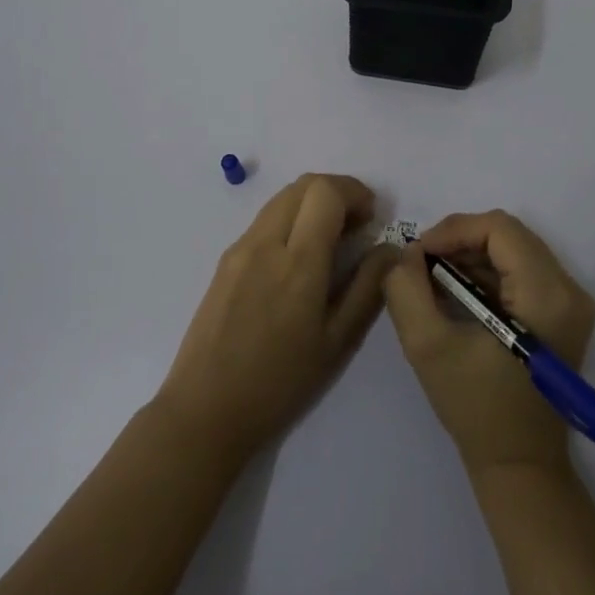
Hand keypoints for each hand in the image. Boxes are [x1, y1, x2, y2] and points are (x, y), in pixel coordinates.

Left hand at [155, 174, 392, 464]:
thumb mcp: (336, 342)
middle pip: (303, 185)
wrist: (205, 410)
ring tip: (330, 240)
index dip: (354, 191)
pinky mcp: (224, 260)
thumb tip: (389, 249)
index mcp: (298, 263)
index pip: (325, 192)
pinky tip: (298, 259)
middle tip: (357, 225)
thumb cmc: (279, 383)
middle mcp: (265, 243)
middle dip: (336, 192)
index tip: (372, 217)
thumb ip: (367, 288)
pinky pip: (264, 221)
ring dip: (312, 203)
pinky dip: (290, 220)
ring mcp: (240, 248)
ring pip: (281, 199)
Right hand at [383, 210, 594, 476]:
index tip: (418, 253)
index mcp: (547, 294)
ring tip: (434, 279)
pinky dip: (486, 272)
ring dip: (470, 256)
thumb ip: (406, 289)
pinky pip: (521, 269)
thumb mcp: (427, 346)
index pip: (499, 228)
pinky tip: (457, 294)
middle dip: (459, 241)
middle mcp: (569, 289)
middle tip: (422, 264)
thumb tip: (405, 252)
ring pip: (514, 249)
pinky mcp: (563, 313)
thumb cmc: (476, 407)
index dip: (453, 230)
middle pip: (508, 234)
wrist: (519, 465)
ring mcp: (571, 302)